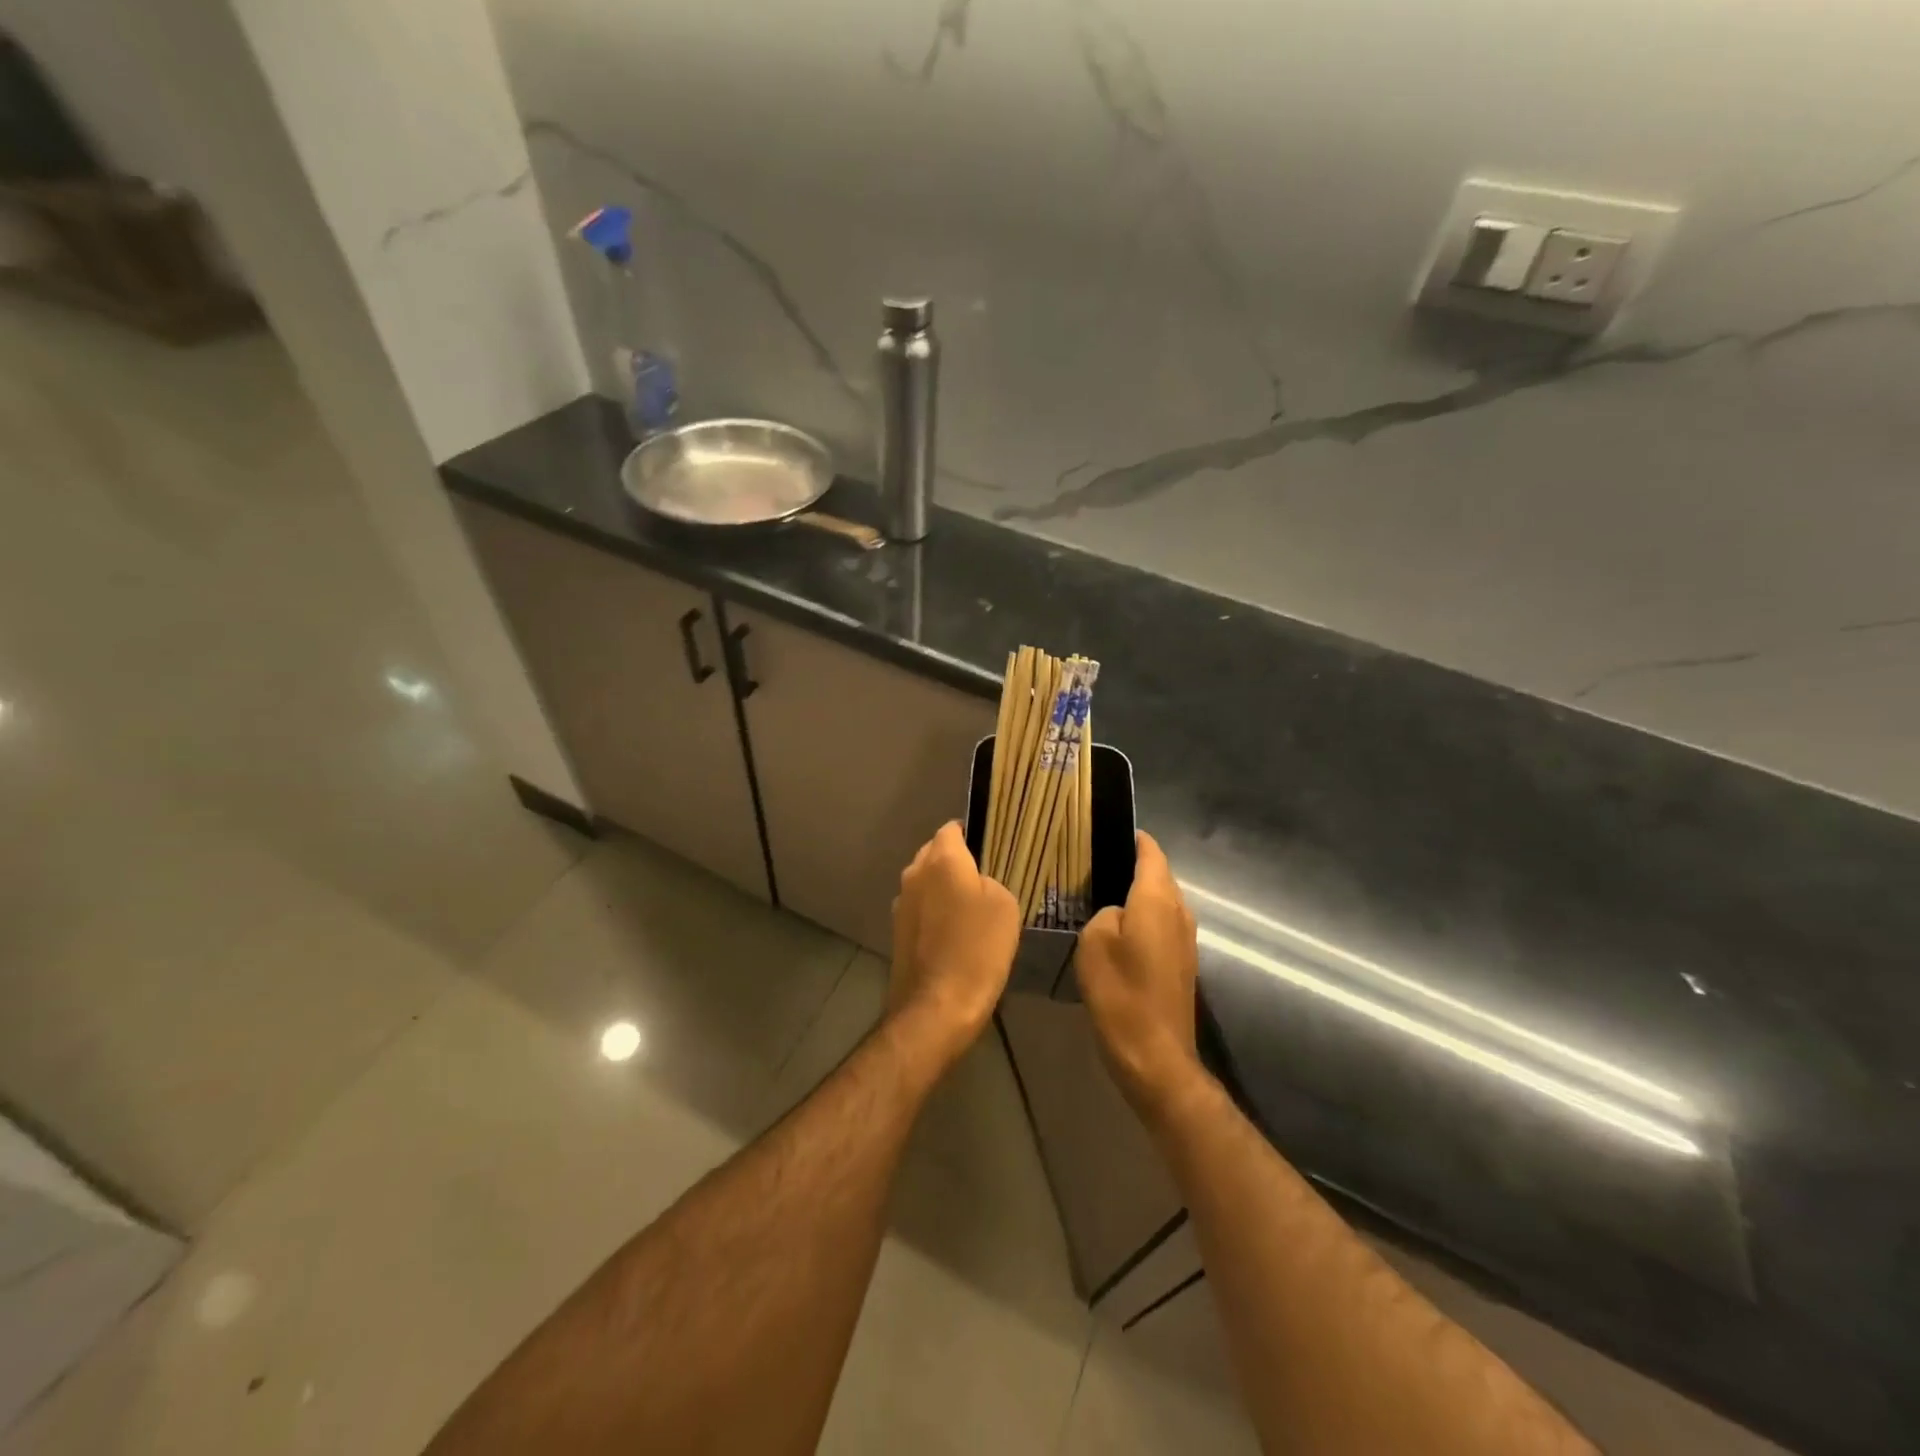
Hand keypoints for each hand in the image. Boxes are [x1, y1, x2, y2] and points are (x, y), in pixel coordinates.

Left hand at [887, 822, 1021, 1067]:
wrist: (937, 1007)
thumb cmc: (977, 949)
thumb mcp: (1005, 905)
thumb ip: (989, 881)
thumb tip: (975, 883)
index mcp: (941, 859)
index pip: (952, 828)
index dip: (971, 833)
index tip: (990, 847)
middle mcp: (915, 873)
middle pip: (935, 853)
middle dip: (956, 860)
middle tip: (984, 879)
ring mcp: (901, 903)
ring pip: (926, 882)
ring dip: (943, 889)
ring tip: (971, 909)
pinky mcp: (897, 931)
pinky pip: (921, 908)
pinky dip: (935, 913)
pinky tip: (955, 934)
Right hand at [1075, 831, 1202, 1115]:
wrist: (1155, 1055)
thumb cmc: (1120, 992)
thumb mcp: (1094, 941)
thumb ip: (1105, 913)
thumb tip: (1117, 912)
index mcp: (1157, 898)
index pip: (1151, 852)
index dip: (1134, 838)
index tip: (1109, 830)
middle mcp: (1179, 911)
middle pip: (1159, 875)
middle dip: (1133, 865)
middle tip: (1096, 863)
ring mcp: (1186, 939)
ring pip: (1162, 901)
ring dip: (1139, 894)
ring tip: (1103, 893)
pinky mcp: (1183, 963)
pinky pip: (1163, 925)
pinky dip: (1144, 919)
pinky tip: (1119, 930)